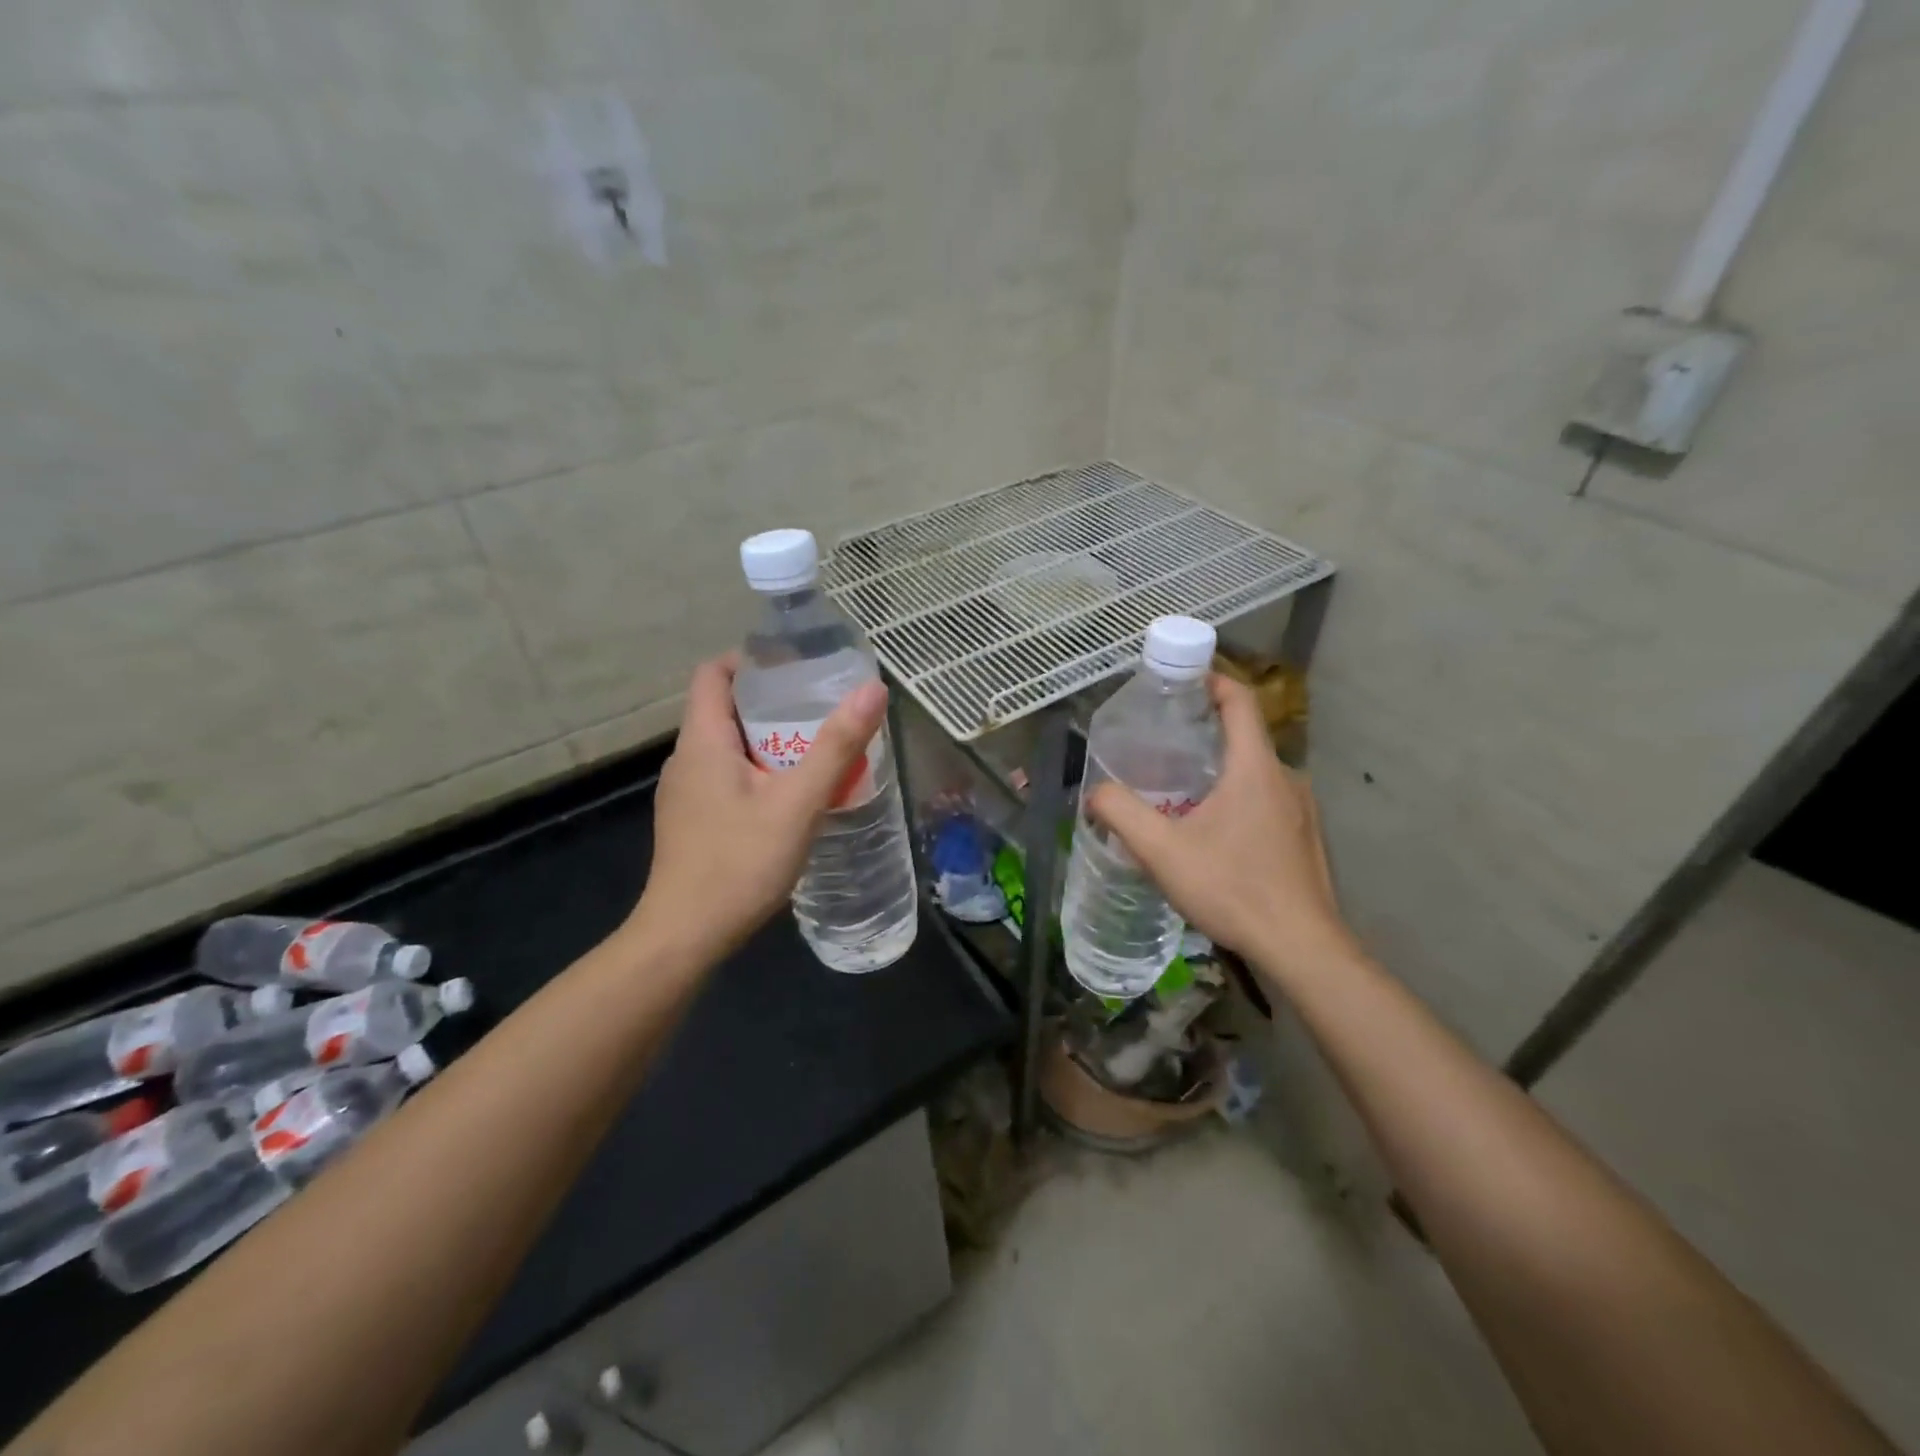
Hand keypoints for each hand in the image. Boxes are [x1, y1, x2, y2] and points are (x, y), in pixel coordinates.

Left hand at [633, 654, 889, 962]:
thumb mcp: (798, 802)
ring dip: (769, 739)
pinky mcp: (692, 820)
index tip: (797, 665)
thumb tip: (873, 689)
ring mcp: (685, 793)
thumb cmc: (739, 862)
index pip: (714, 672)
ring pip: (728, 746)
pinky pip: (727, 776)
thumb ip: (836, 746)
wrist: (685, 936)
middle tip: (822, 707)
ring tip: (817, 748)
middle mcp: (686, 759)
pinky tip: (792, 797)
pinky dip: (759, 771)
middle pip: (725, 708)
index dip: (752, 659)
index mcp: (702, 741)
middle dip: (773, 701)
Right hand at [1087, 675, 1356, 977]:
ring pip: (1255, 774)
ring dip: (1220, 772)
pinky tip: (1213, 835)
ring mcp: (1302, 811)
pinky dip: (1238, 800)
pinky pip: (1267, 802)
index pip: (1240, 702)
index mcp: (1255, 769)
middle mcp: (1286, 779)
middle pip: (1244, 737)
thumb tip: (1094, 794)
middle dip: (1205, 732)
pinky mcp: (1305, 839)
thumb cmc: (1233, 888)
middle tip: (1162, 745)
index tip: (1182, 679)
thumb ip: (1121, 814)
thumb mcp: (1162, 851)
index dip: (1212, 681)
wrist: (1302, 948)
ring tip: (1180, 792)